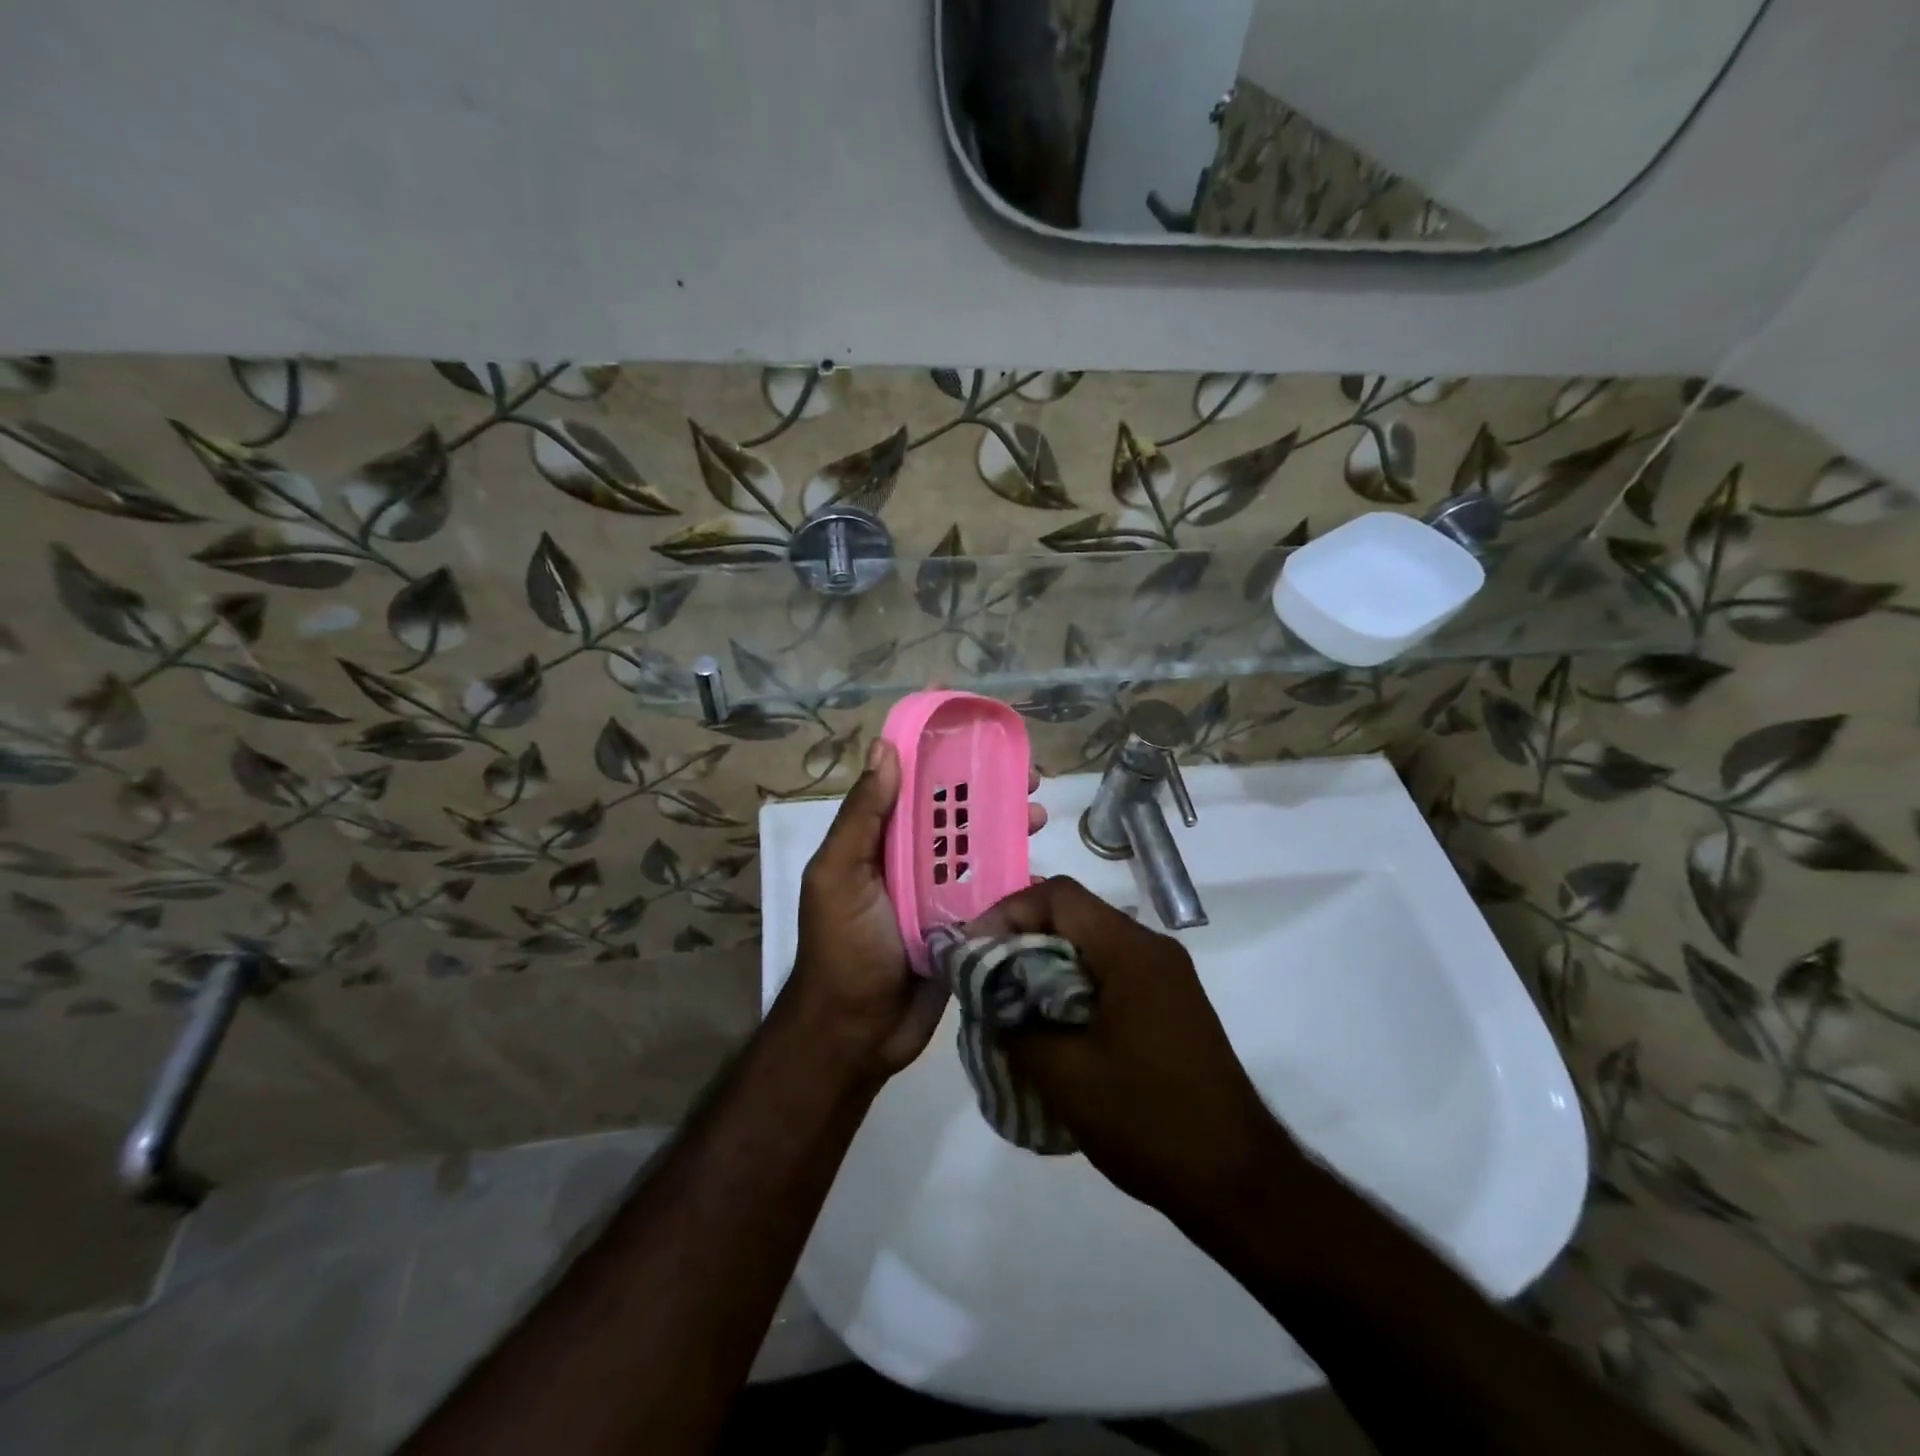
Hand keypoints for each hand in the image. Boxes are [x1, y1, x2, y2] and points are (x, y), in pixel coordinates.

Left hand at [787, 738, 1045, 1080]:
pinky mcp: (965, 925)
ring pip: (980, 848)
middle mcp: (911, 860)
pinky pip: (993, 892)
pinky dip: (1016, 876)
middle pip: (955, 813)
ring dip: (1009, 827)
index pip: (912, 784)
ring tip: (1038, 816)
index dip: (941, 753)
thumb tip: (885, 747)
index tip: (977, 731)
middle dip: (989, 790)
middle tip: (1029, 780)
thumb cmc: (842, 948)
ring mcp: (940, 893)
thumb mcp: (839, 875)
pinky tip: (1040, 868)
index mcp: (880, 840)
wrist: (856, 1034)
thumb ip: (862, 817)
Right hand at [974, 876, 1306, 1224]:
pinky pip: (1109, 976)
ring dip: (1045, 966)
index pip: (1059, 895)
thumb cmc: (1148, 1120)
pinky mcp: (1169, 1006)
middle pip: (1074, 916)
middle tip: (984, 978)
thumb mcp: (1065, 1076)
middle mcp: (1152, 949)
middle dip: (1022, 940)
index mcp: (1131, 951)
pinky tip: (1050, 1030)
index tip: (975, 951)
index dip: (1008, 912)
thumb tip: (991, 1004)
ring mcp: (1166, 978)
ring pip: (1090, 947)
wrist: (1238, 1181)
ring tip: (1008, 1005)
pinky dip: (1072, 989)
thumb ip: (1016, 1027)